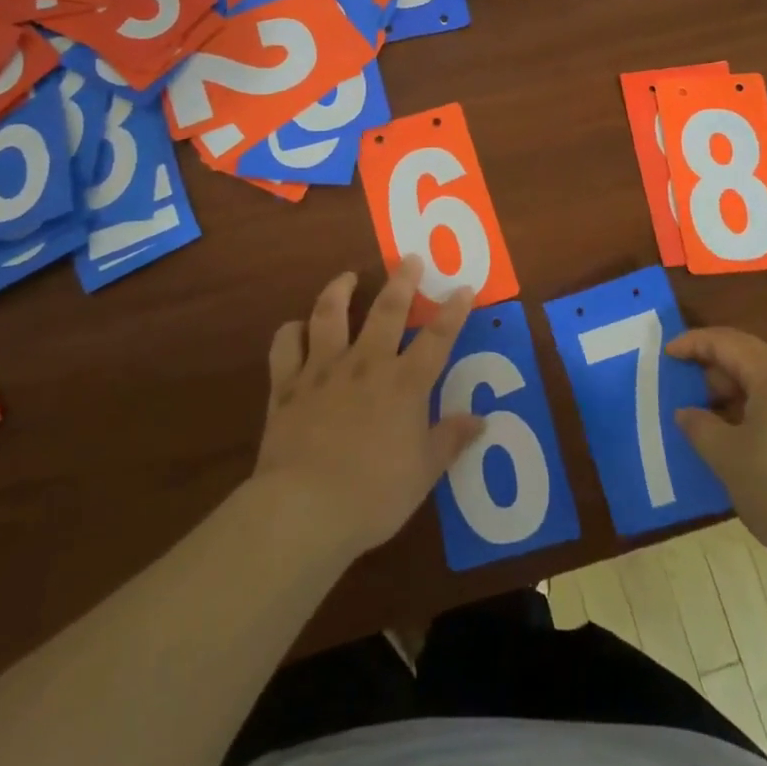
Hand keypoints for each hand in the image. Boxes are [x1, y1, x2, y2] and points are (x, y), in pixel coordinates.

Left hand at [250, 256, 483, 562]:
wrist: (304, 507)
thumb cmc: (374, 493)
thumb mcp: (423, 472)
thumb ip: (450, 440)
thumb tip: (480, 419)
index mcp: (404, 384)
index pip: (437, 339)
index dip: (453, 312)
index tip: (463, 288)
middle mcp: (366, 365)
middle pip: (387, 311)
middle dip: (401, 282)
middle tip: (408, 258)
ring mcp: (323, 370)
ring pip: (330, 315)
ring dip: (339, 291)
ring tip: (347, 277)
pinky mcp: (287, 385)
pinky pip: (285, 346)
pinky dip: (291, 332)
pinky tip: (296, 328)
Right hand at [668, 327, 766, 568]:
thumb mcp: (730, 459)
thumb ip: (701, 428)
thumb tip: (688, 412)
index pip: (727, 342)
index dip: (693, 344)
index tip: (667, 356)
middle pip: (751, 363)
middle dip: (715, 377)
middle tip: (688, 401)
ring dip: (738, 403)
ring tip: (716, 432)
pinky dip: (762, 421)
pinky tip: (752, 455)